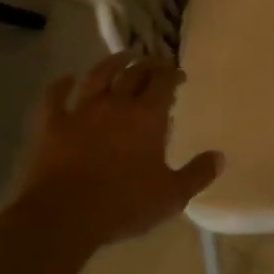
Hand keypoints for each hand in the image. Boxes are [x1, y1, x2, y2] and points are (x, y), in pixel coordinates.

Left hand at [16, 54, 221, 247]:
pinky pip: (54, 97)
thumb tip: (220, 156)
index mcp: (147, 116)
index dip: (173, 74)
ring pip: (98, 76)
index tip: (179, 75)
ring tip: (122, 57)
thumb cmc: (124, 204)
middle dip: (147, 65)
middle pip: (134, 73)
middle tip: (154, 65)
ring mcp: (82, 111)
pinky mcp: (53, 125)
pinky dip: (60, 85)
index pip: (164, 82)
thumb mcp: (171, 195)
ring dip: (111, 63)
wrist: (64, 216)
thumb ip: (197, 174)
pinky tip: (65, 78)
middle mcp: (116, 104)